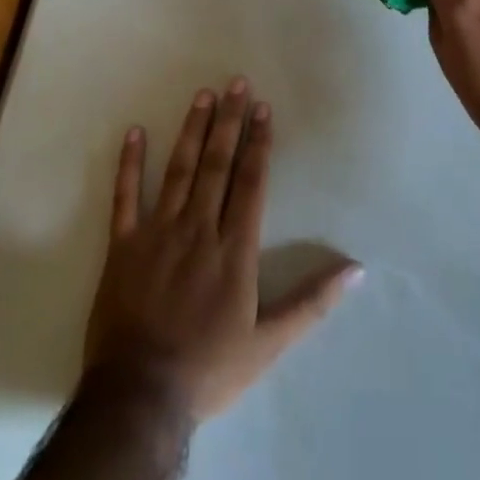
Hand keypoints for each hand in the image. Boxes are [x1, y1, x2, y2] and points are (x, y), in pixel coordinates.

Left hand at [83, 80, 360, 420]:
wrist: (139, 397)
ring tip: (203, 95)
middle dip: (229, 121)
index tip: (263, 109)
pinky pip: (125, 197)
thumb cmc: (210, 369)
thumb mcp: (270, 343)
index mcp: (234, 249)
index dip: (258, 143)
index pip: (250, 182)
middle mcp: (199, 229)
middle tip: (236, 83)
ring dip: (192, 130)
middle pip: (217, 165)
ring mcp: (158, 233)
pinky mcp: (123, 246)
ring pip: (179, 171)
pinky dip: (130, 164)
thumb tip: (356, 271)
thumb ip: (312, 302)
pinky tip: (135, 132)